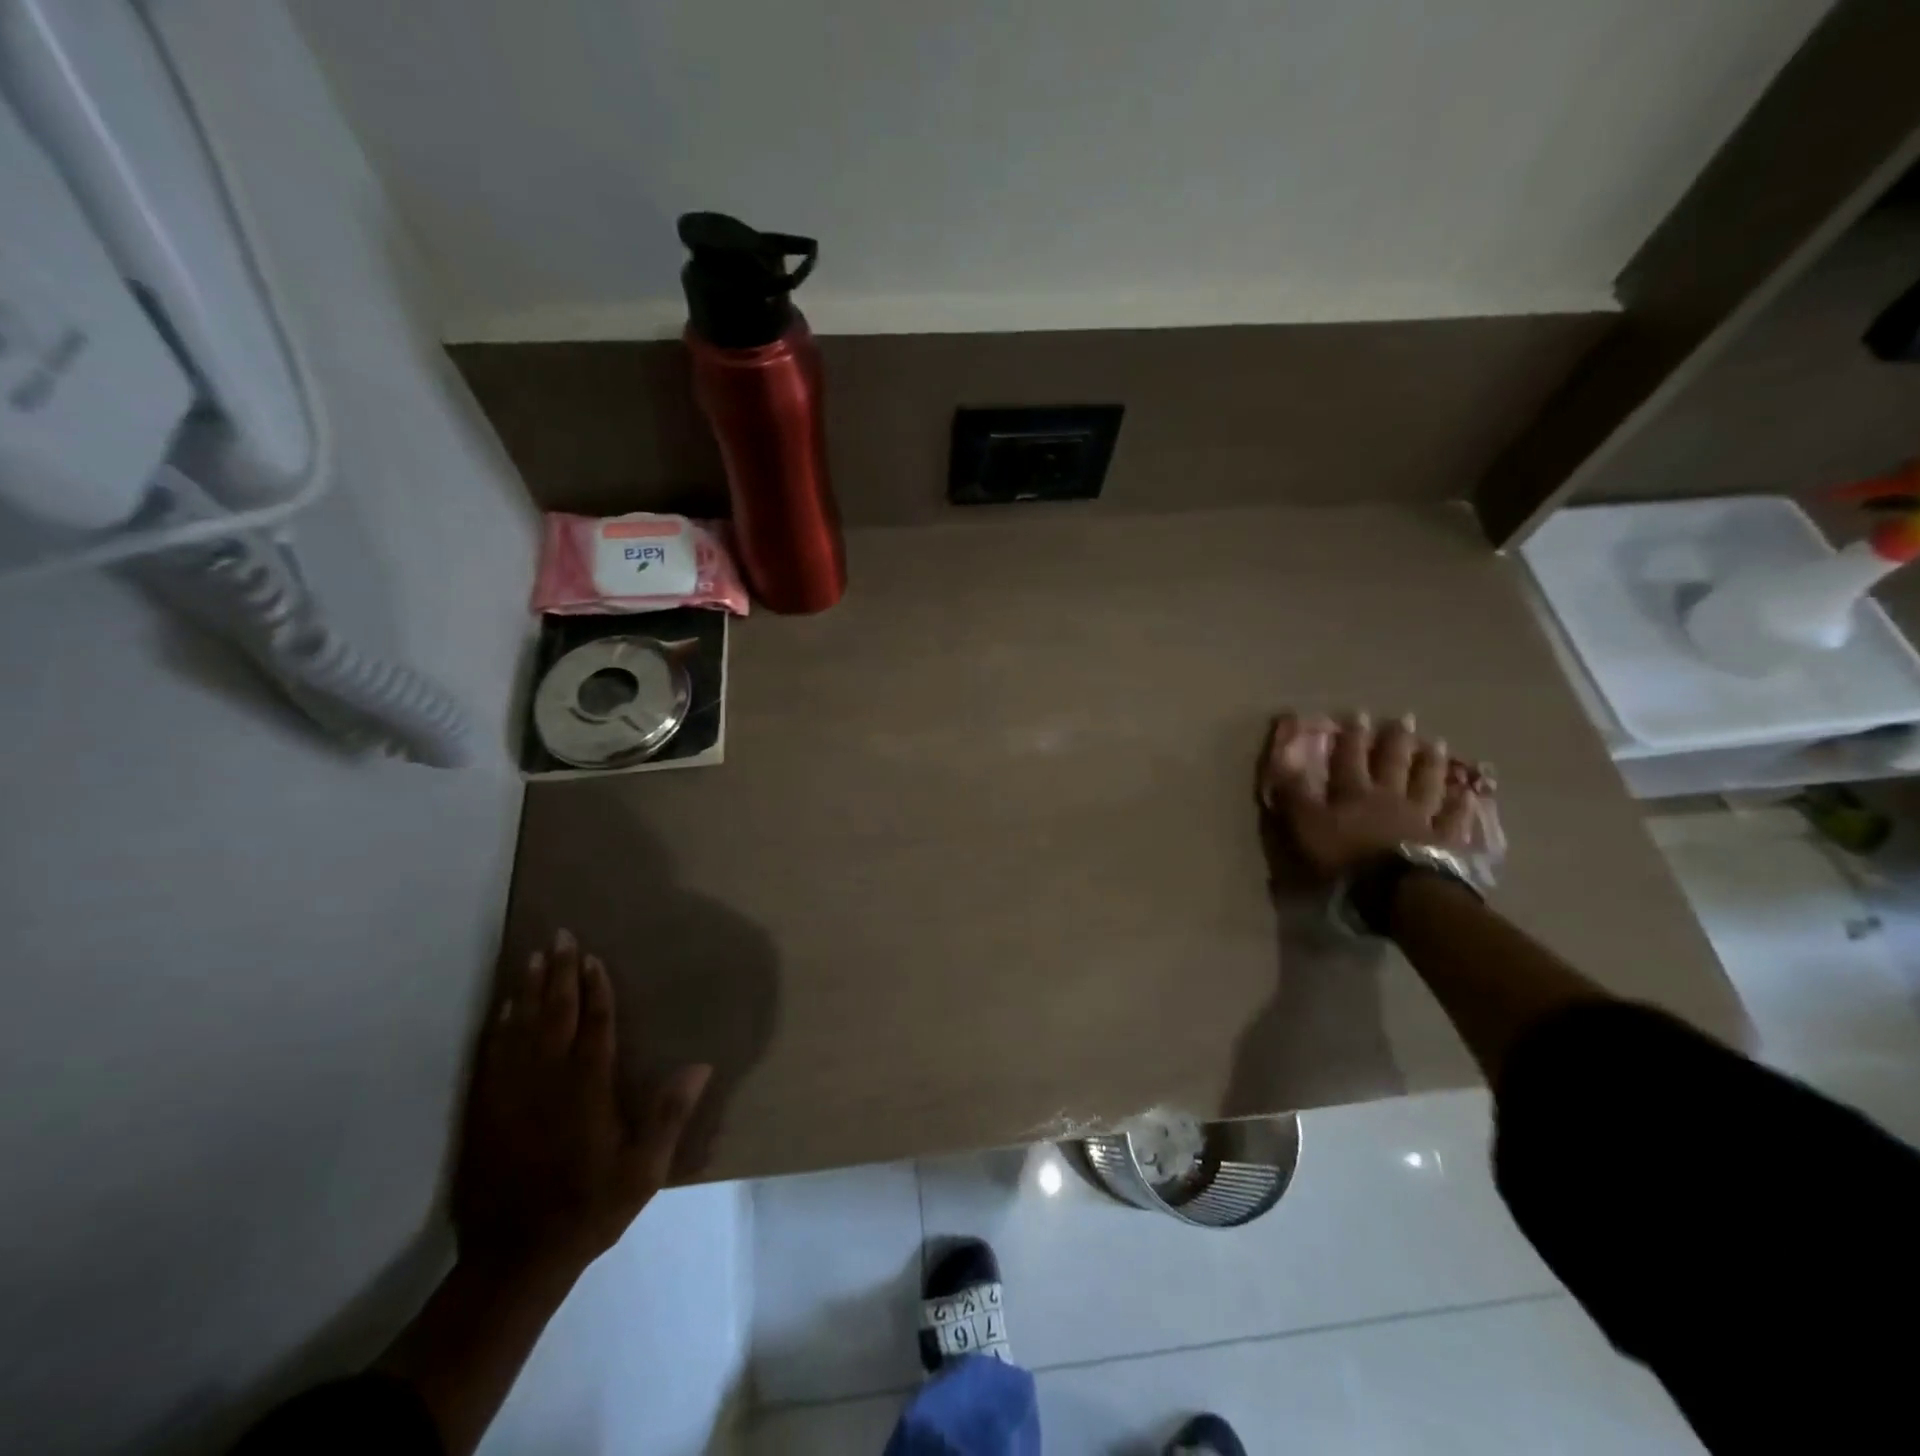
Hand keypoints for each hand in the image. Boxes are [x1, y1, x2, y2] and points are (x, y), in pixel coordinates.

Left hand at [453, 929, 710, 1279]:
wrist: (514, 1261)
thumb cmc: (588, 1209)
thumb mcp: (644, 1171)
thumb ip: (669, 1116)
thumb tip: (700, 1065)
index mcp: (588, 1091)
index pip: (595, 1027)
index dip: (596, 990)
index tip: (593, 958)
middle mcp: (548, 1083)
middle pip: (555, 1016)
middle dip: (559, 974)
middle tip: (560, 937)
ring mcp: (511, 1097)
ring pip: (519, 1030)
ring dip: (527, 991)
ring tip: (531, 958)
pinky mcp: (485, 1114)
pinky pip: (491, 1058)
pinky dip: (498, 1029)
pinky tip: (501, 1010)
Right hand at [1259, 711, 1481, 881]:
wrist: (1394, 889)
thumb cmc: (1343, 857)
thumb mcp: (1306, 825)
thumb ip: (1295, 794)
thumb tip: (1282, 760)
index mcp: (1354, 792)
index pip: (1350, 757)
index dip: (1352, 736)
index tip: (1357, 713)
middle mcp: (1389, 797)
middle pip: (1393, 763)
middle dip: (1396, 740)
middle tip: (1405, 718)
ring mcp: (1420, 817)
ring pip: (1427, 783)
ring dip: (1431, 763)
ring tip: (1438, 744)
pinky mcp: (1443, 841)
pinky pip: (1453, 819)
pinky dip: (1461, 805)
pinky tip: (1469, 793)